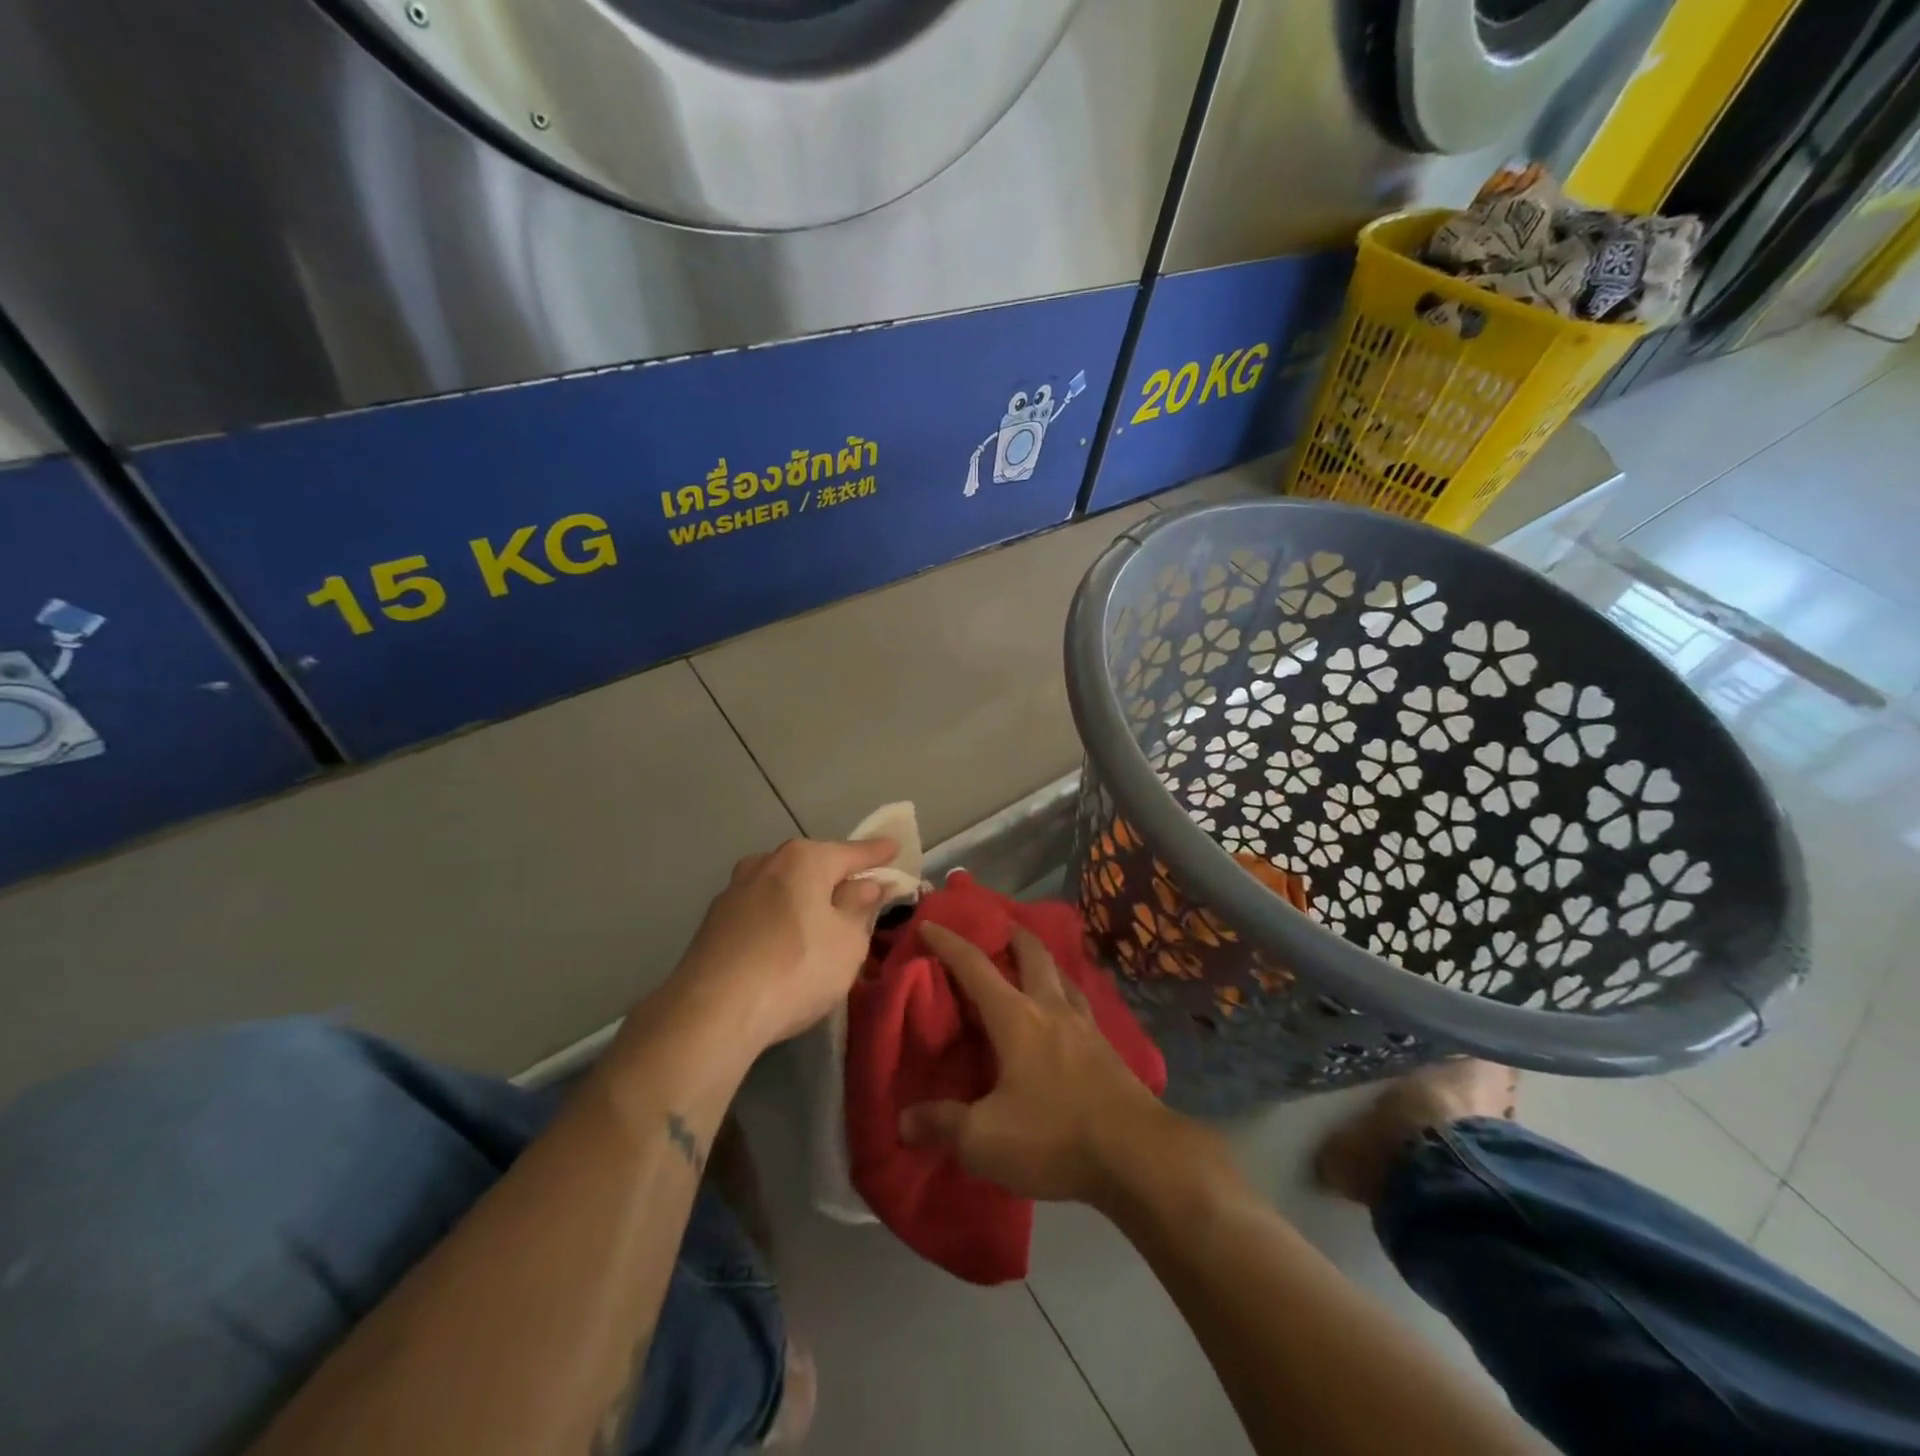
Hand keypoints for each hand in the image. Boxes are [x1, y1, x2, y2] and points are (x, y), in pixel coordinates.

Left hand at [673, 837, 897, 1049]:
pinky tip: (784, 941)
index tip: (894, 847)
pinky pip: (761, 909)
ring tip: (821, 920)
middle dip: (837, 876)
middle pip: (813, 864)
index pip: (852, 852)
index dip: (877, 853)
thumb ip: (861, 907)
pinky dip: (779, 917)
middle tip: (861, 891)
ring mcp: (734, 890)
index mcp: (804, 859)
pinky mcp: (714, 921)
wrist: (711, 1012)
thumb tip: (869, 885)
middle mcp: (766, 862)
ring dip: (804, 897)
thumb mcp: (847, 942)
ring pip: (783, 886)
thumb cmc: (796, 969)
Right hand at [898, 921, 1175, 1204]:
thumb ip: (942, 1125)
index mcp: (1016, 1018)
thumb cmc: (1054, 1135)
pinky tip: (1067, 1014)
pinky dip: (1067, 994)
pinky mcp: (1109, 1050)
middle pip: (1033, 954)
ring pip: (1063, 975)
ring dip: (1044, 961)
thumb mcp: (985, 1139)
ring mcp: (1086, 1026)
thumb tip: (904, 1120)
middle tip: (1000, 926)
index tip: (930, 923)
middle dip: (1013, 935)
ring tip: (1034, 964)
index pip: (975, 967)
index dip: (949, 943)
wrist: (1137, 1154)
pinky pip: (1082, 1005)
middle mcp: (1052, 1009)